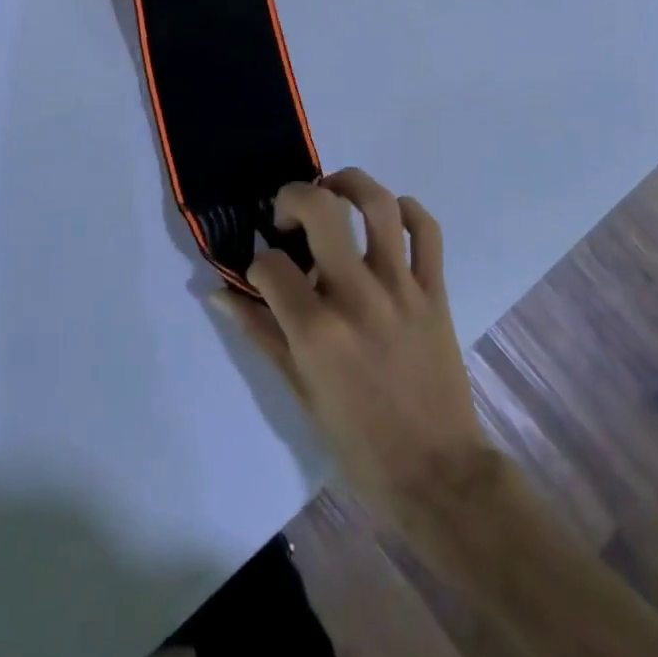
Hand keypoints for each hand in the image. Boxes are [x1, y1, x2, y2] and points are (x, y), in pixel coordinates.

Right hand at [214, 169, 498, 527]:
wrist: (436, 472)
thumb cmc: (358, 441)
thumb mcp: (299, 392)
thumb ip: (261, 334)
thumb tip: (221, 295)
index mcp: (317, 331)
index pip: (270, 265)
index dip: (258, 264)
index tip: (264, 276)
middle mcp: (358, 297)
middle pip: (323, 210)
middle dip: (294, 197)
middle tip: (288, 215)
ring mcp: (402, 289)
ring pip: (380, 205)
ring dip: (350, 184)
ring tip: (333, 192)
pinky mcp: (435, 291)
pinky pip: (427, 231)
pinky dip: (408, 210)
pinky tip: (389, 216)